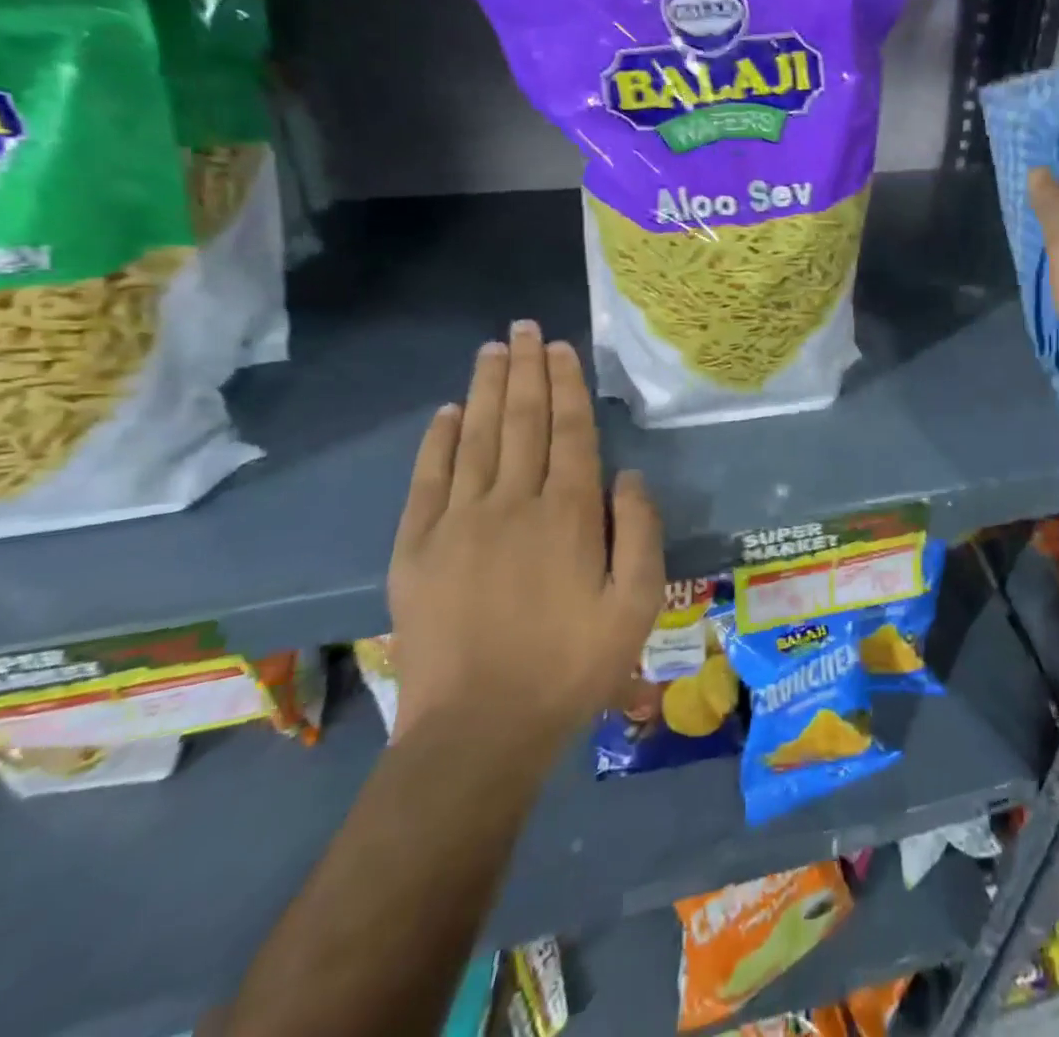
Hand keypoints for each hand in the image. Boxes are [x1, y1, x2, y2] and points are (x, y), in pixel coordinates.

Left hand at [387, 321, 663, 748]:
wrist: (478, 730)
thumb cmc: (571, 667)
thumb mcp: (635, 605)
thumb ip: (641, 533)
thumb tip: (629, 475)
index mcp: (569, 514)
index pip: (569, 431)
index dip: (566, 385)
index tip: (561, 348)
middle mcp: (514, 503)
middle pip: (521, 421)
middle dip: (526, 370)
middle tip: (525, 328)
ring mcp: (459, 522)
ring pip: (475, 438)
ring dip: (484, 389)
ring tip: (492, 349)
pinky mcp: (416, 549)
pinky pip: (427, 480)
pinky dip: (436, 442)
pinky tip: (446, 413)